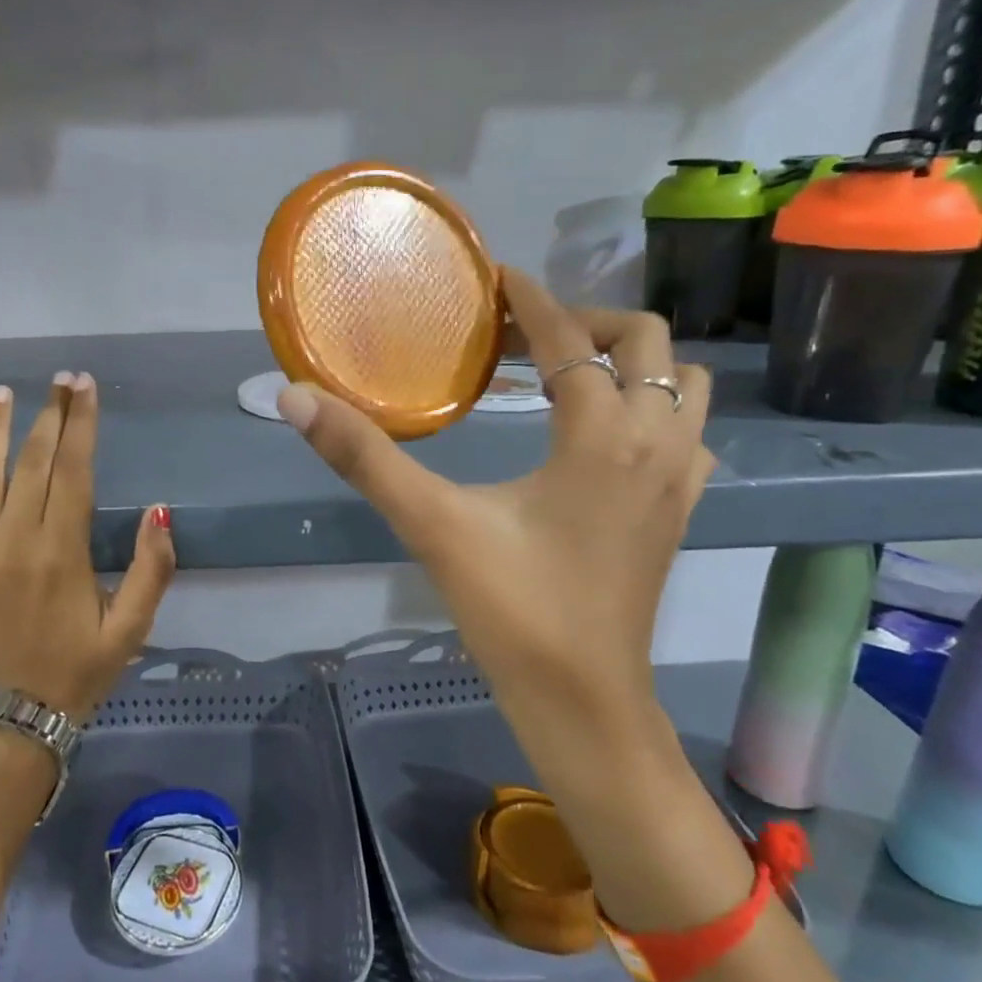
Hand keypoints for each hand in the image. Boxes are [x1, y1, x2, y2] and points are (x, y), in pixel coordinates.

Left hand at [0, 373, 175, 720]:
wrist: (16, 717)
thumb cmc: (80, 669)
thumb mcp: (132, 627)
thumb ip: (152, 569)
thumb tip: (157, 510)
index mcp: (63, 551)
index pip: (74, 471)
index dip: (81, 425)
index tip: (85, 387)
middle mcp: (15, 541)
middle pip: (33, 463)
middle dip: (49, 415)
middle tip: (60, 380)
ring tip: (3, 392)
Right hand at [276, 270, 712, 746]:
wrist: (583, 703)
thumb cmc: (513, 610)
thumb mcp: (431, 524)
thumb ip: (364, 457)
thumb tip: (295, 396)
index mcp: (601, 434)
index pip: (570, 338)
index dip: (531, 299)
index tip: (494, 278)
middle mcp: (654, 443)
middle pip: (647, 342)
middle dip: (586, 322)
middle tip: (523, 338)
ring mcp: (677, 480)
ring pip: (683, 384)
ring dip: (630, 363)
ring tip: (565, 376)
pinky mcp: (678, 513)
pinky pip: (686, 432)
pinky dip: (652, 409)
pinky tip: (602, 436)